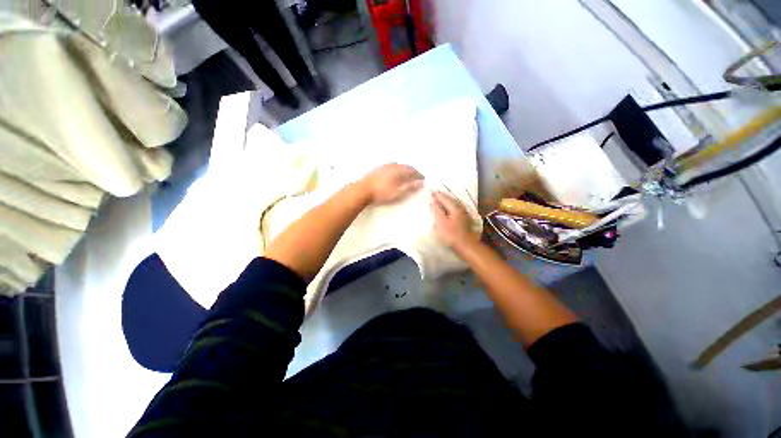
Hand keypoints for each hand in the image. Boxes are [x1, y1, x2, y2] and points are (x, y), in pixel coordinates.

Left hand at [360, 163, 424, 204]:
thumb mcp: (398, 192)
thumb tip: (421, 182)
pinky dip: (396, 169)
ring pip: (398, 165)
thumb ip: (410, 187)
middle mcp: (392, 165)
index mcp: (399, 170)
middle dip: (412, 171)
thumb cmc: (382, 192)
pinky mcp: (378, 169)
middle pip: (405, 166)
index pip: (412, 170)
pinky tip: (394, 174)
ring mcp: (384, 166)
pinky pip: (391, 166)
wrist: (362, 190)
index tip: (423, 179)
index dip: (419, 175)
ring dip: (404, 169)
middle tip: (416, 177)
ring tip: (407, 175)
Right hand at [430, 191, 476, 247]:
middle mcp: (461, 208)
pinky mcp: (464, 220)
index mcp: (454, 208)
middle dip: (442, 196)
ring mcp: (464, 214)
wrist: (466, 246)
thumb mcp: (440, 222)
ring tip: (440, 200)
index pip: (444, 198)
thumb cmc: (451, 234)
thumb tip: (434, 201)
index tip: (431, 191)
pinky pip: (455, 209)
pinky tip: (448, 209)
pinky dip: (450, 207)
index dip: (437, 195)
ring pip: (454, 204)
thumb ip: (437, 210)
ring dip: (447, 201)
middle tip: (435, 193)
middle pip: (450, 200)